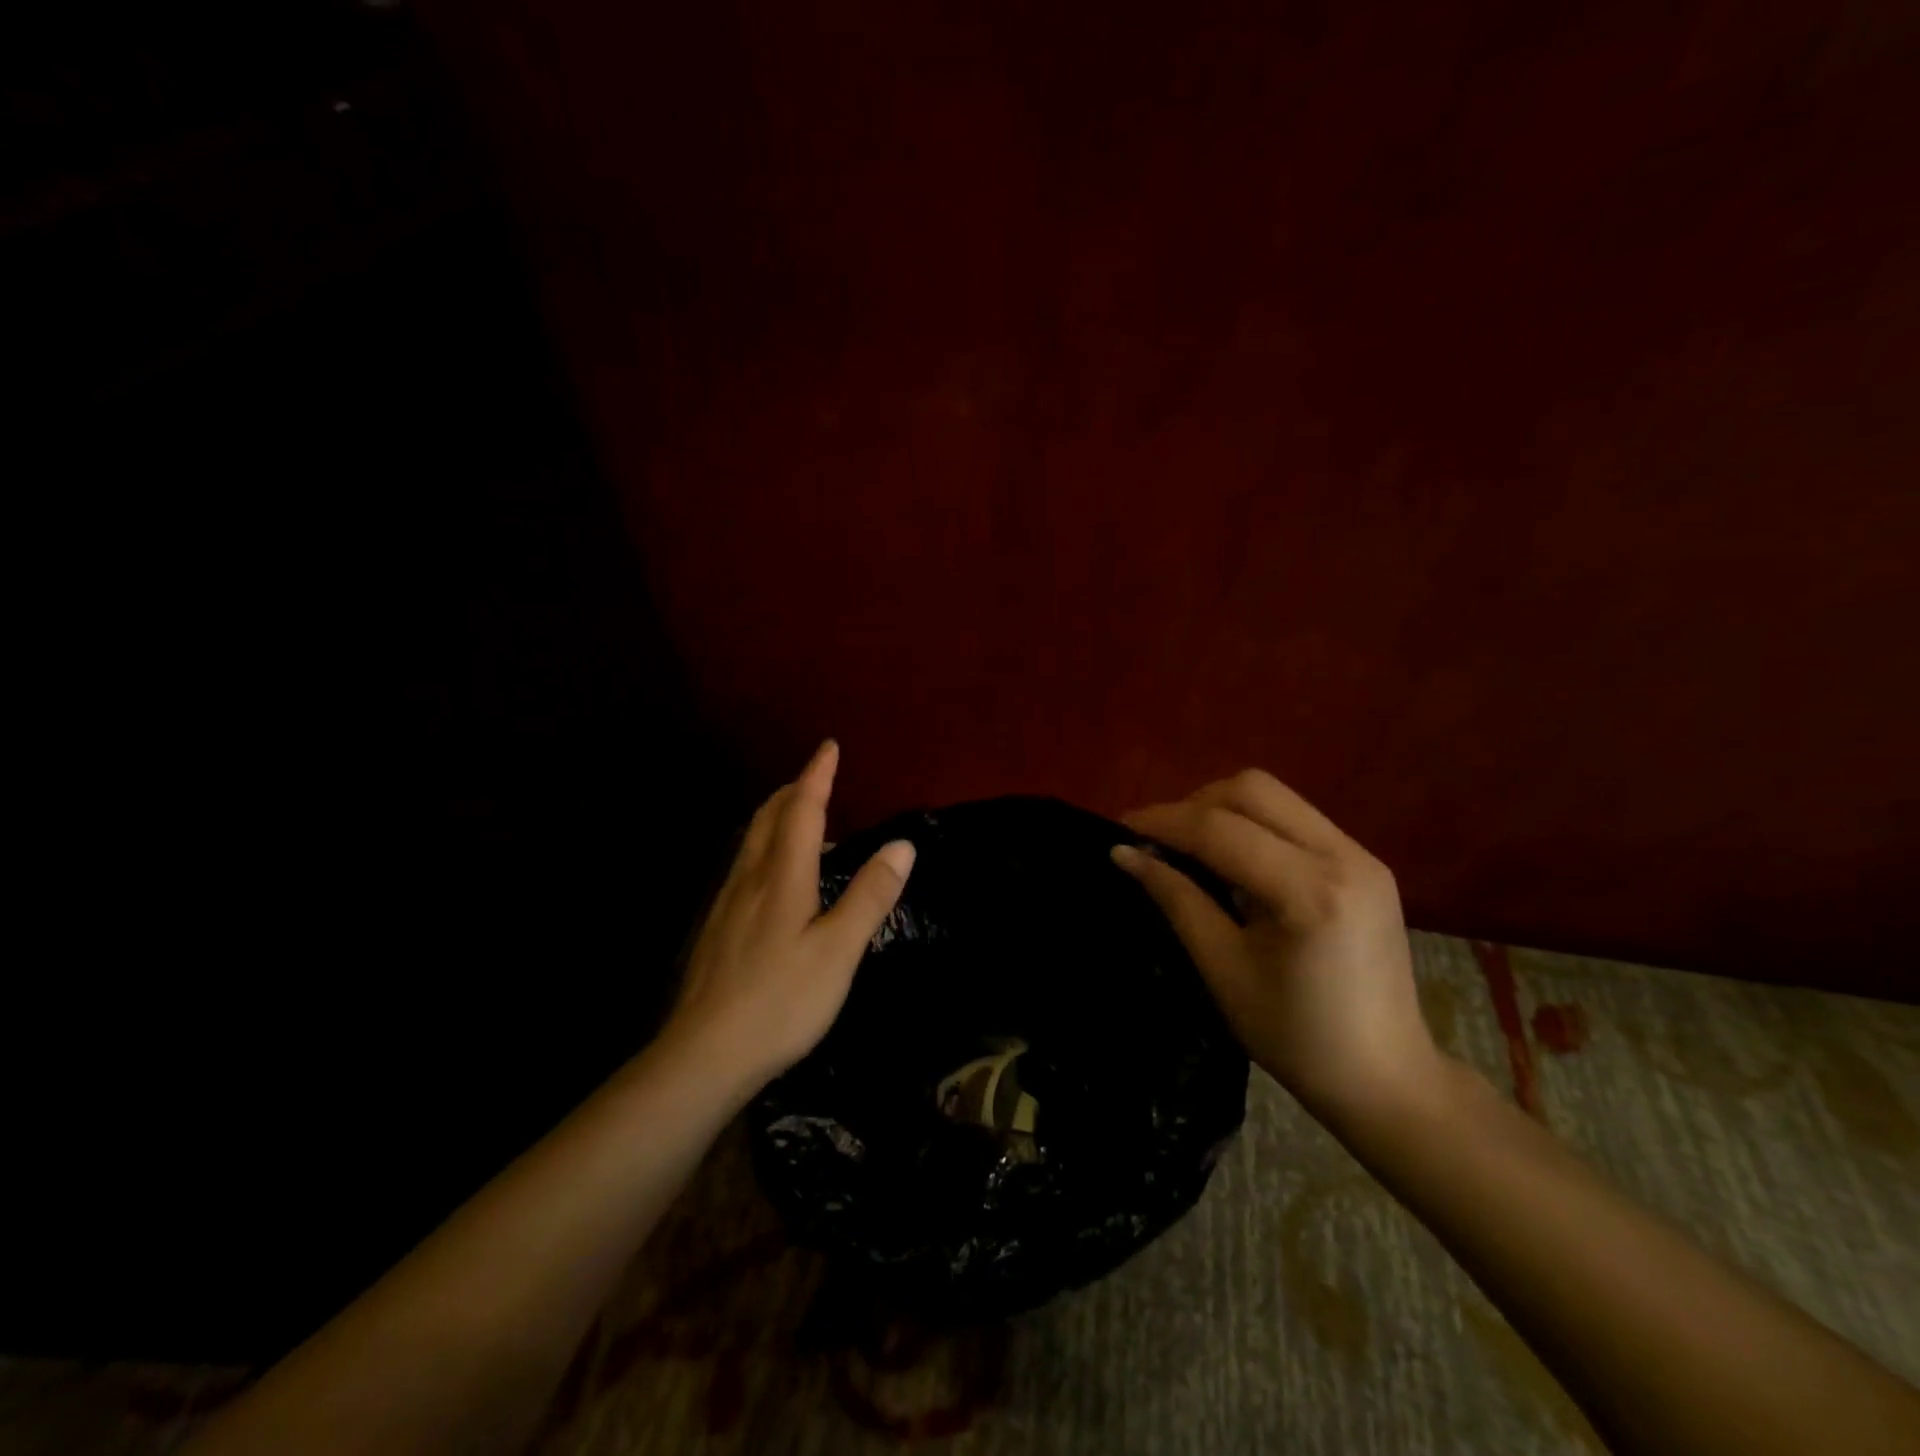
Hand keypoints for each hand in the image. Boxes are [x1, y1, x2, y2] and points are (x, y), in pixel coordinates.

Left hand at [665, 741, 914, 1087]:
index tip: (829, 746)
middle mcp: (750, 879)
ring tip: (799, 819)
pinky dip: (764, 847)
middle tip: (816, 778)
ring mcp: (727, 904)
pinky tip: (772, 877)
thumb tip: (902, 845)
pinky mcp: (717, 928)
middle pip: (768, 817)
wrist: (704, 1054)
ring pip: (750, 841)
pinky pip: (744, 867)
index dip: (817, 776)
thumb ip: (870, 896)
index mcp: (782, 877)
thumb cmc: (782, 1000)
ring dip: (776, 816)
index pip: (802, 811)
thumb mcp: (838, 951)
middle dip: (793, 790)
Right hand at [1113, 769, 1441, 1121]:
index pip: (1220, 829)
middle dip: (1193, 804)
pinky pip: (1294, 817)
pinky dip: (1252, 823)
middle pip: (1252, 789)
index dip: (1163, 822)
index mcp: (1310, 893)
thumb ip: (1177, 900)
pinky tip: (1232, 859)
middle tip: (1158, 839)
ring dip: (1222, 808)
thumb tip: (1125, 854)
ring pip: (1274, 796)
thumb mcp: (1224, 969)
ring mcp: (1361, 855)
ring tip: (1189, 845)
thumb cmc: (1296, 1037)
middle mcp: (1343, 856)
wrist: (1387, 1077)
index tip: (1120, 828)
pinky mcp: (1365, 862)